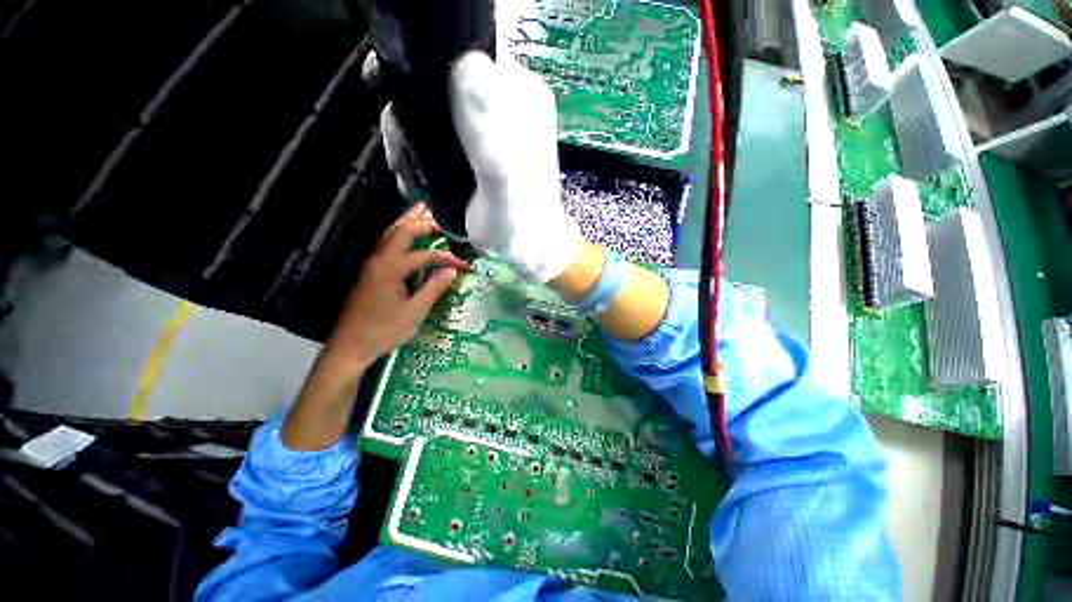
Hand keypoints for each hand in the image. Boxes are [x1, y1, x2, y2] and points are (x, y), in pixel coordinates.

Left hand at [283, 203, 467, 449]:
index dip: (446, 257)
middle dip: (419, 222)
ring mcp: (371, 265)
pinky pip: (385, 245)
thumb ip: (434, 288)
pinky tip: (403, 236)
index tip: (464, 264)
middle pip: (400, 232)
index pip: (425, 255)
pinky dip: (397, 234)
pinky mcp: (369, 273)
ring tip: (419, 211)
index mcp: (391, 269)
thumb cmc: (384, 330)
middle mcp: (379, 261)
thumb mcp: (415, 311)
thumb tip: (452, 270)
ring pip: (389, 235)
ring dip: (405, 223)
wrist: (350, 346)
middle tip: (436, 215)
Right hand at [381, 51, 581, 282]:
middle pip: (441, 87)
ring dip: (407, 141)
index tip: (398, 97)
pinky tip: (412, 179)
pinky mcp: (472, 152)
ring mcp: (485, 129)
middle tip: (399, 156)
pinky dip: (416, 155)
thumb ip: (488, 128)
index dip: (426, 69)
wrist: (523, 248)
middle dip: (410, 117)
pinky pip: (434, 138)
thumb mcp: (504, 176)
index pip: (466, 57)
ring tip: (404, 176)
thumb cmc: (517, 220)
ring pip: (432, 114)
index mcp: (518, 98)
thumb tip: (464, 64)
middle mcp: (501, 105)